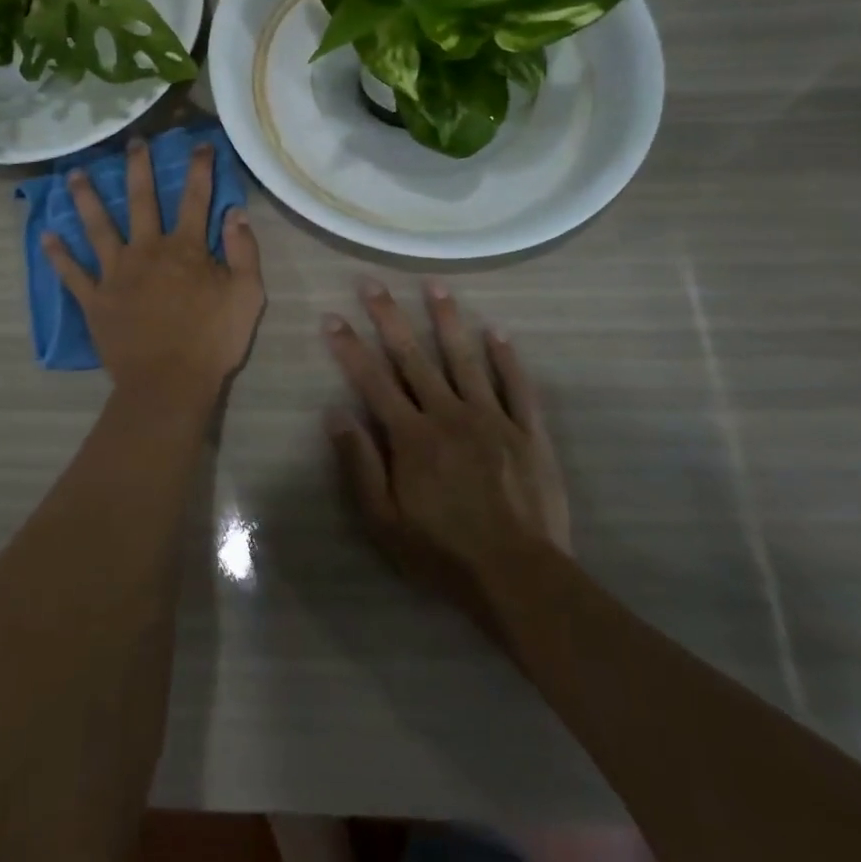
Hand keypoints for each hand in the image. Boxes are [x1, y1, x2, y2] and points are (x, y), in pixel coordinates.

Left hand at [43, 137, 264, 404]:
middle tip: (132, 142)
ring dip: (86, 199)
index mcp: (184, 248)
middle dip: (138, 167)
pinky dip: (58, 255)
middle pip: (140, 200)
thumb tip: (235, 212)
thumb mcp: (247, 295)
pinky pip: (72, 273)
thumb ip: (243, 251)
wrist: (169, 383)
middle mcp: (146, 250)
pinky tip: (45, 236)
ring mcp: (115, 273)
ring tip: (74, 175)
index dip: (199, 168)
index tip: (199, 142)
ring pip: (97, 227)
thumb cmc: (213, 341)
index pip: (195, 197)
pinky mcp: (95, 299)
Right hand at [323, 279, 570, 631]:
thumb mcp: (384, 522)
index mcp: (412, 436)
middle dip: (390, 317)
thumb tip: (335, 413)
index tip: (332, 317)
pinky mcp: (528, 432)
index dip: (350, 347)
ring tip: (435, 285)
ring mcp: (492, 419)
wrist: (520, 578)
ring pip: (466, 358)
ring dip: (448, 319)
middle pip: (414, 357)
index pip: (373, 380)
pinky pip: (517, 386)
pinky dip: (507, 357)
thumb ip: (359, 465)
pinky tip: (497, 331)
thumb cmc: (443, 554)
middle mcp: (449, 415)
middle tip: (373, 283)